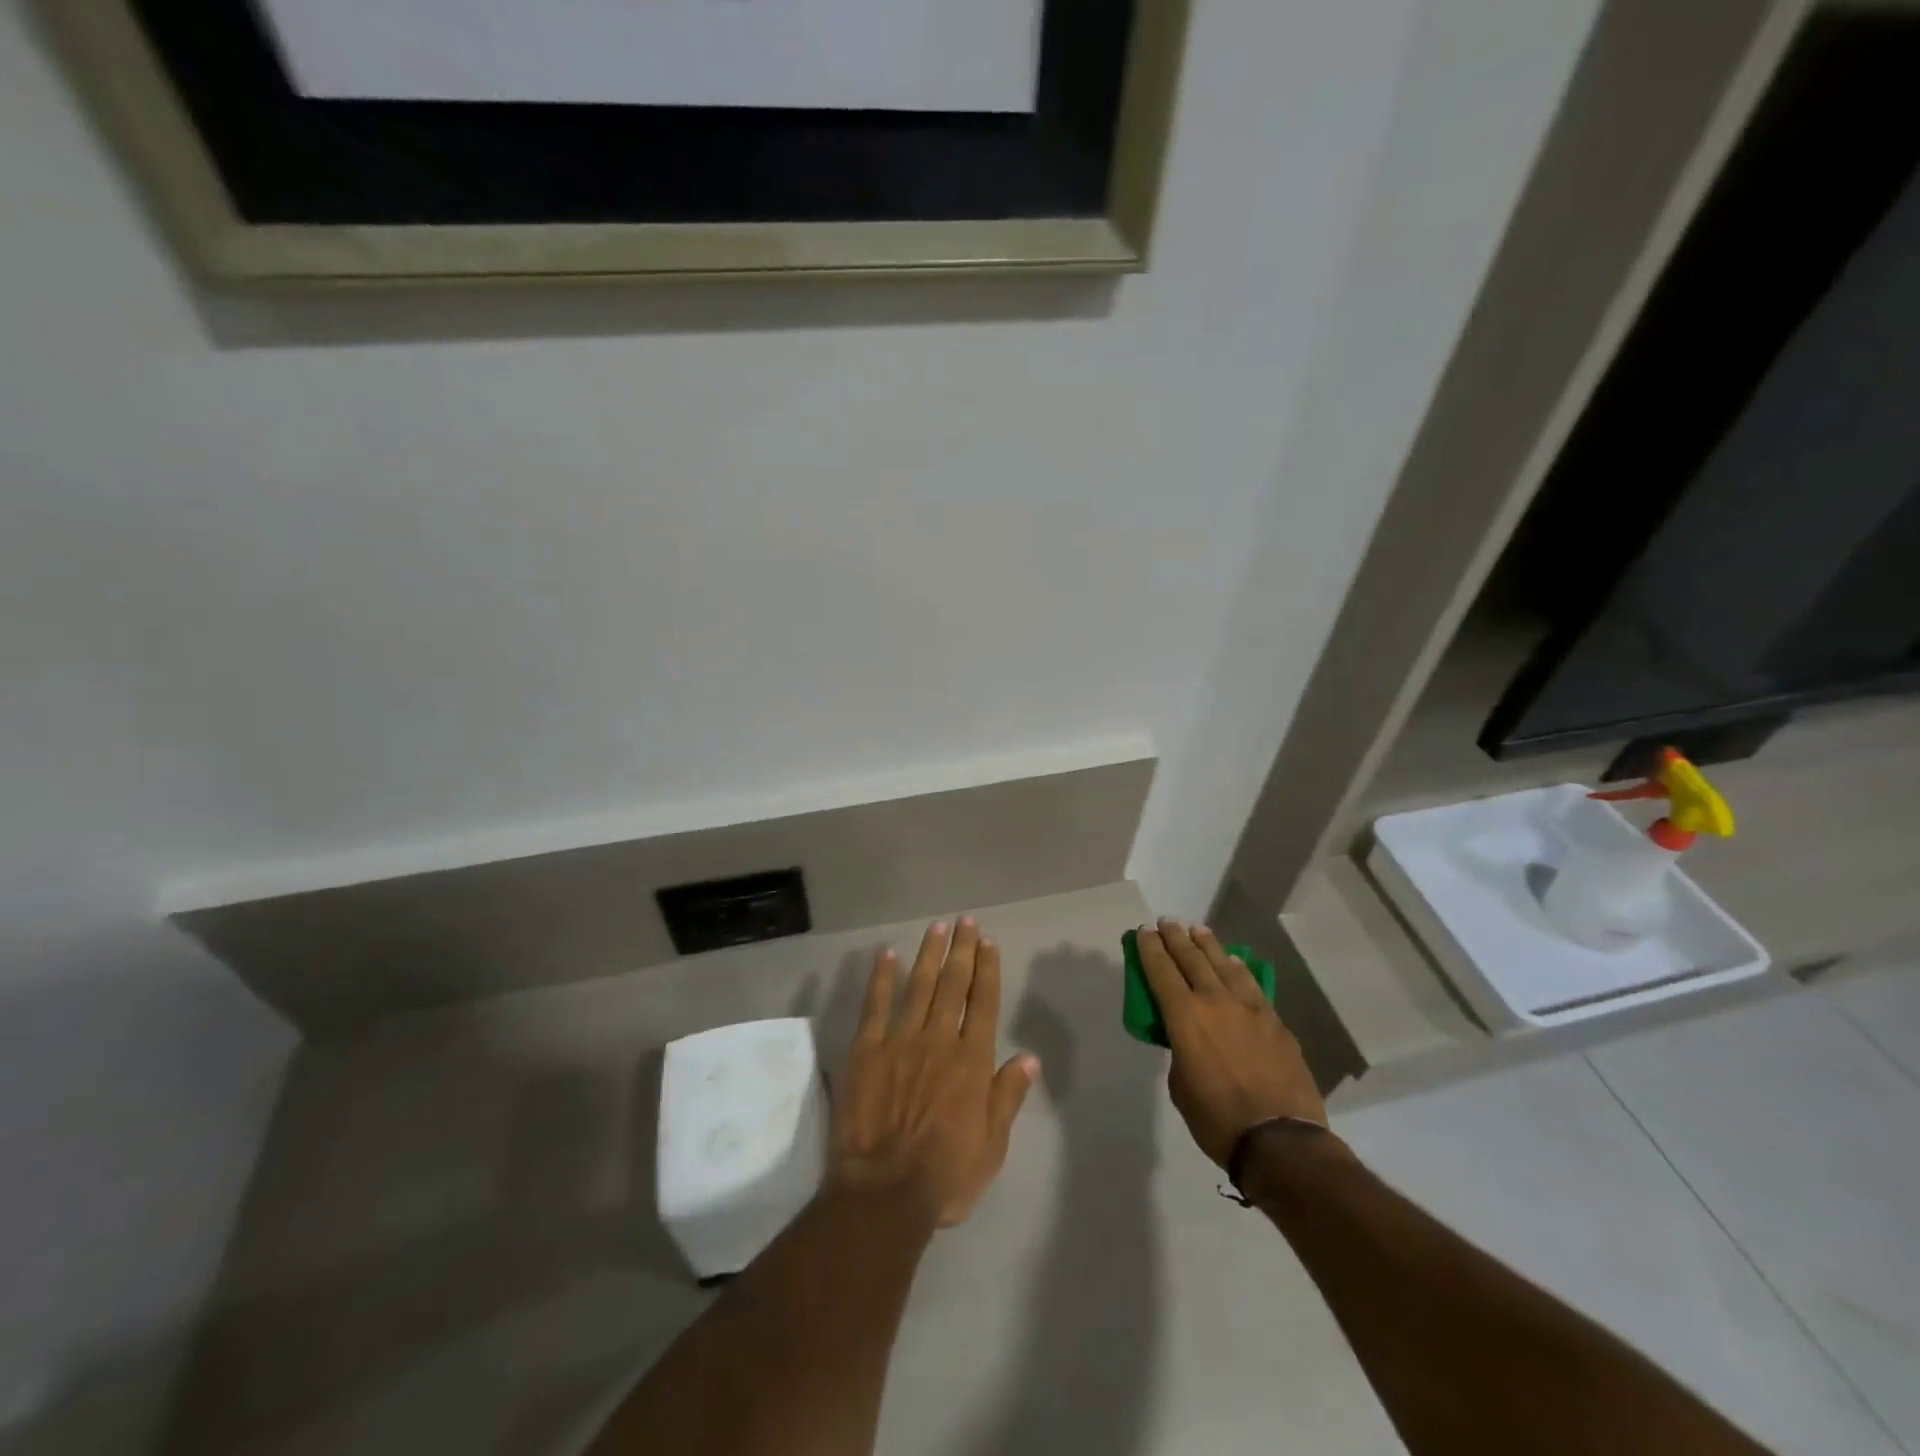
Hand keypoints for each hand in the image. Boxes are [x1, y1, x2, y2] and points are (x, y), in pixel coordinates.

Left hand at [829, 917, 1039, 1226]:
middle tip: (966, 921)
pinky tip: (886, 955)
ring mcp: (900, 1040)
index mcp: (971, 1061)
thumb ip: (1008, 1096)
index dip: (987, 969)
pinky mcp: (866, 1050)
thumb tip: (1029, 1057)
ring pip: (919, 986)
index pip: (983, 1002)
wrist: (884, 1193)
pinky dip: (881, 978)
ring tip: (937, 927)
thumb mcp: (992, 1146)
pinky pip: (875, 1006)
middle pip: (953, 984)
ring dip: (929, 954)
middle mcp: (939, 1040)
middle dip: (962, 950)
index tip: (988, 941)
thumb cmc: (945, 1175)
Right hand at [1136, 918, 1326, 1166]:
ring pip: (1224, 964)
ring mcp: (1250, 1008)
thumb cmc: (1217, 1120)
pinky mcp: (1275, 1021)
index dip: (1150, 948)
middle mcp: (1215, 1002)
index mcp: (1184, 1017)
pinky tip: (1234, 963)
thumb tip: (1190, 1040)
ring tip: (1198, 930)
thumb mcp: (1180, 1086)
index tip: (1144, 931)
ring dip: (1208, 945)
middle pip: (1192, 958)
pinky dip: (1238, 969)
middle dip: (1176, 938)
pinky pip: (1251, 984)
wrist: (1281, 1141)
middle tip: (1167, 922)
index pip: (1161, 971)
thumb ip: (1181, 1052)